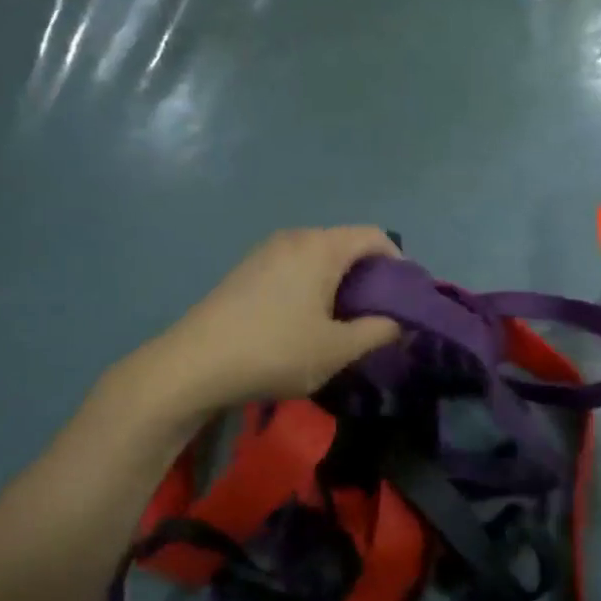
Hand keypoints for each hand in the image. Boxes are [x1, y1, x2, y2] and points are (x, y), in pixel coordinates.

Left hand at [140, 228, 402, 414]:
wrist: (194, 364)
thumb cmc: (275, 352)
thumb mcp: (337, 349)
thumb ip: (378, 332)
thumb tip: (401, 322)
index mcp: (321, 247)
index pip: (374, 236)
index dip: (399, 262)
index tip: (406, 298)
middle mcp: (295, 238)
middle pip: (346, 244)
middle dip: (370, 275)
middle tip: (380, 315)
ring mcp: (266, 251)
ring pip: (319, 257)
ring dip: (341, 283)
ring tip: (345, 321)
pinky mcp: (247, 269)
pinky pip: (295, 267)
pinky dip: (314, 285)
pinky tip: (308, 321)